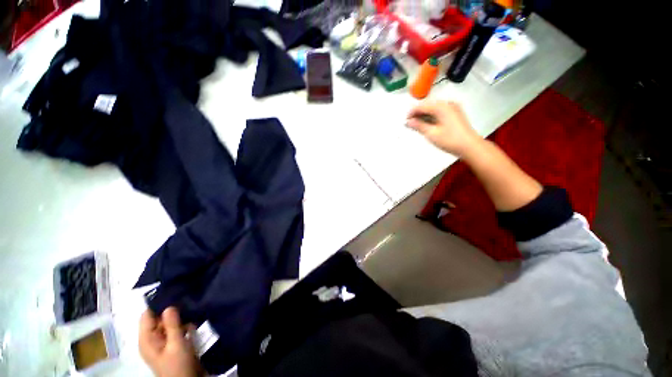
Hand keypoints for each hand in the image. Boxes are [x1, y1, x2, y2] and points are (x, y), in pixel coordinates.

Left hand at [139, 307, 200, 376]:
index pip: (147, 316)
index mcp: (147, 339)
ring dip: (179, 319)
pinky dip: (182, 326)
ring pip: (168, 323)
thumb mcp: (176, 344)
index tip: (173, 294)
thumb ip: (172, 325)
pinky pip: (175, 330)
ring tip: (191, 314)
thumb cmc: (178, 364)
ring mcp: (162, 342)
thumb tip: (169, 305)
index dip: (158, 305)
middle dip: (172, 312)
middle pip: (158, 318)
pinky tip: (192, 325)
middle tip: (186, 304)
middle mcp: (151, 339)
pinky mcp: (171, 344)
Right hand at [407, 100, 483, 157]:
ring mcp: (453, 108)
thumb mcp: (432, 133)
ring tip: (417, 124)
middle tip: (410, 123)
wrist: (470, 146)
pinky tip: (428, 123)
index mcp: (442, 107)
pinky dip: (432, 116)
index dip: (412, 112)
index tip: (405, 120)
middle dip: (418, 113)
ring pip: (434, 109)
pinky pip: (440, 112)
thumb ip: (419, 126)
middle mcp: (448, 104)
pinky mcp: (455, 114)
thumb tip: (408, 122)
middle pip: (429, 105)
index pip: (423, 106)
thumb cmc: (450, 140)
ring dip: (424, 115)